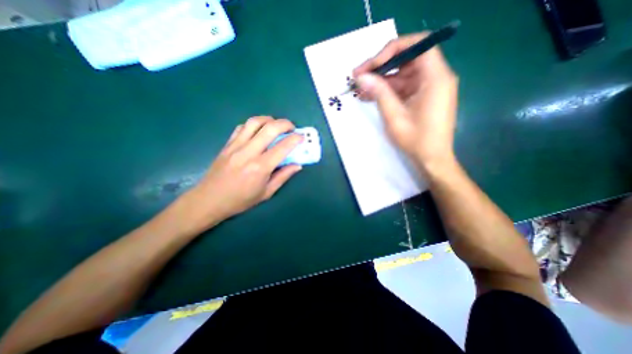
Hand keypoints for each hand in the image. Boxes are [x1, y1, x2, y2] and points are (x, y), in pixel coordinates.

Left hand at [179, 117, 304, 230]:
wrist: (209, 200)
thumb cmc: (241, 200)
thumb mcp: (266, 193)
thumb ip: (283, 176)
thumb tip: (297, 165)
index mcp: (260, 167)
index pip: (283, 147)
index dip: (295, 139)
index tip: (302, 137)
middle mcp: (249, 152)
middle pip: (270, 128)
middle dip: (285, 124)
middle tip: (292, 128)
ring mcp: (236, 146)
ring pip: (254, 122)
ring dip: (269, 120)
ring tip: (276, 126)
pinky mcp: (227, 144)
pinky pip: (242, 127)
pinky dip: (254, 125)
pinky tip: (258, 131)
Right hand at [350, 33, 459, 170]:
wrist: (431, 159)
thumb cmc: (416, 140)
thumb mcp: (394, 116)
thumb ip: (379, 93)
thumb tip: (361, 76)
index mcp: (435, 77)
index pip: (417, 45)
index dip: (392, 50)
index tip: (371, 65)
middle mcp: (435, 77)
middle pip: (407, 60)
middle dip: (381, 67)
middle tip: (358, 76)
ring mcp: (428, 88)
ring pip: (402, 76)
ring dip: (381, 82)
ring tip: (360, 90)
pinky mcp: (422, 97)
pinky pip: (403, 88)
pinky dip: (387, 91)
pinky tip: (370, 96)